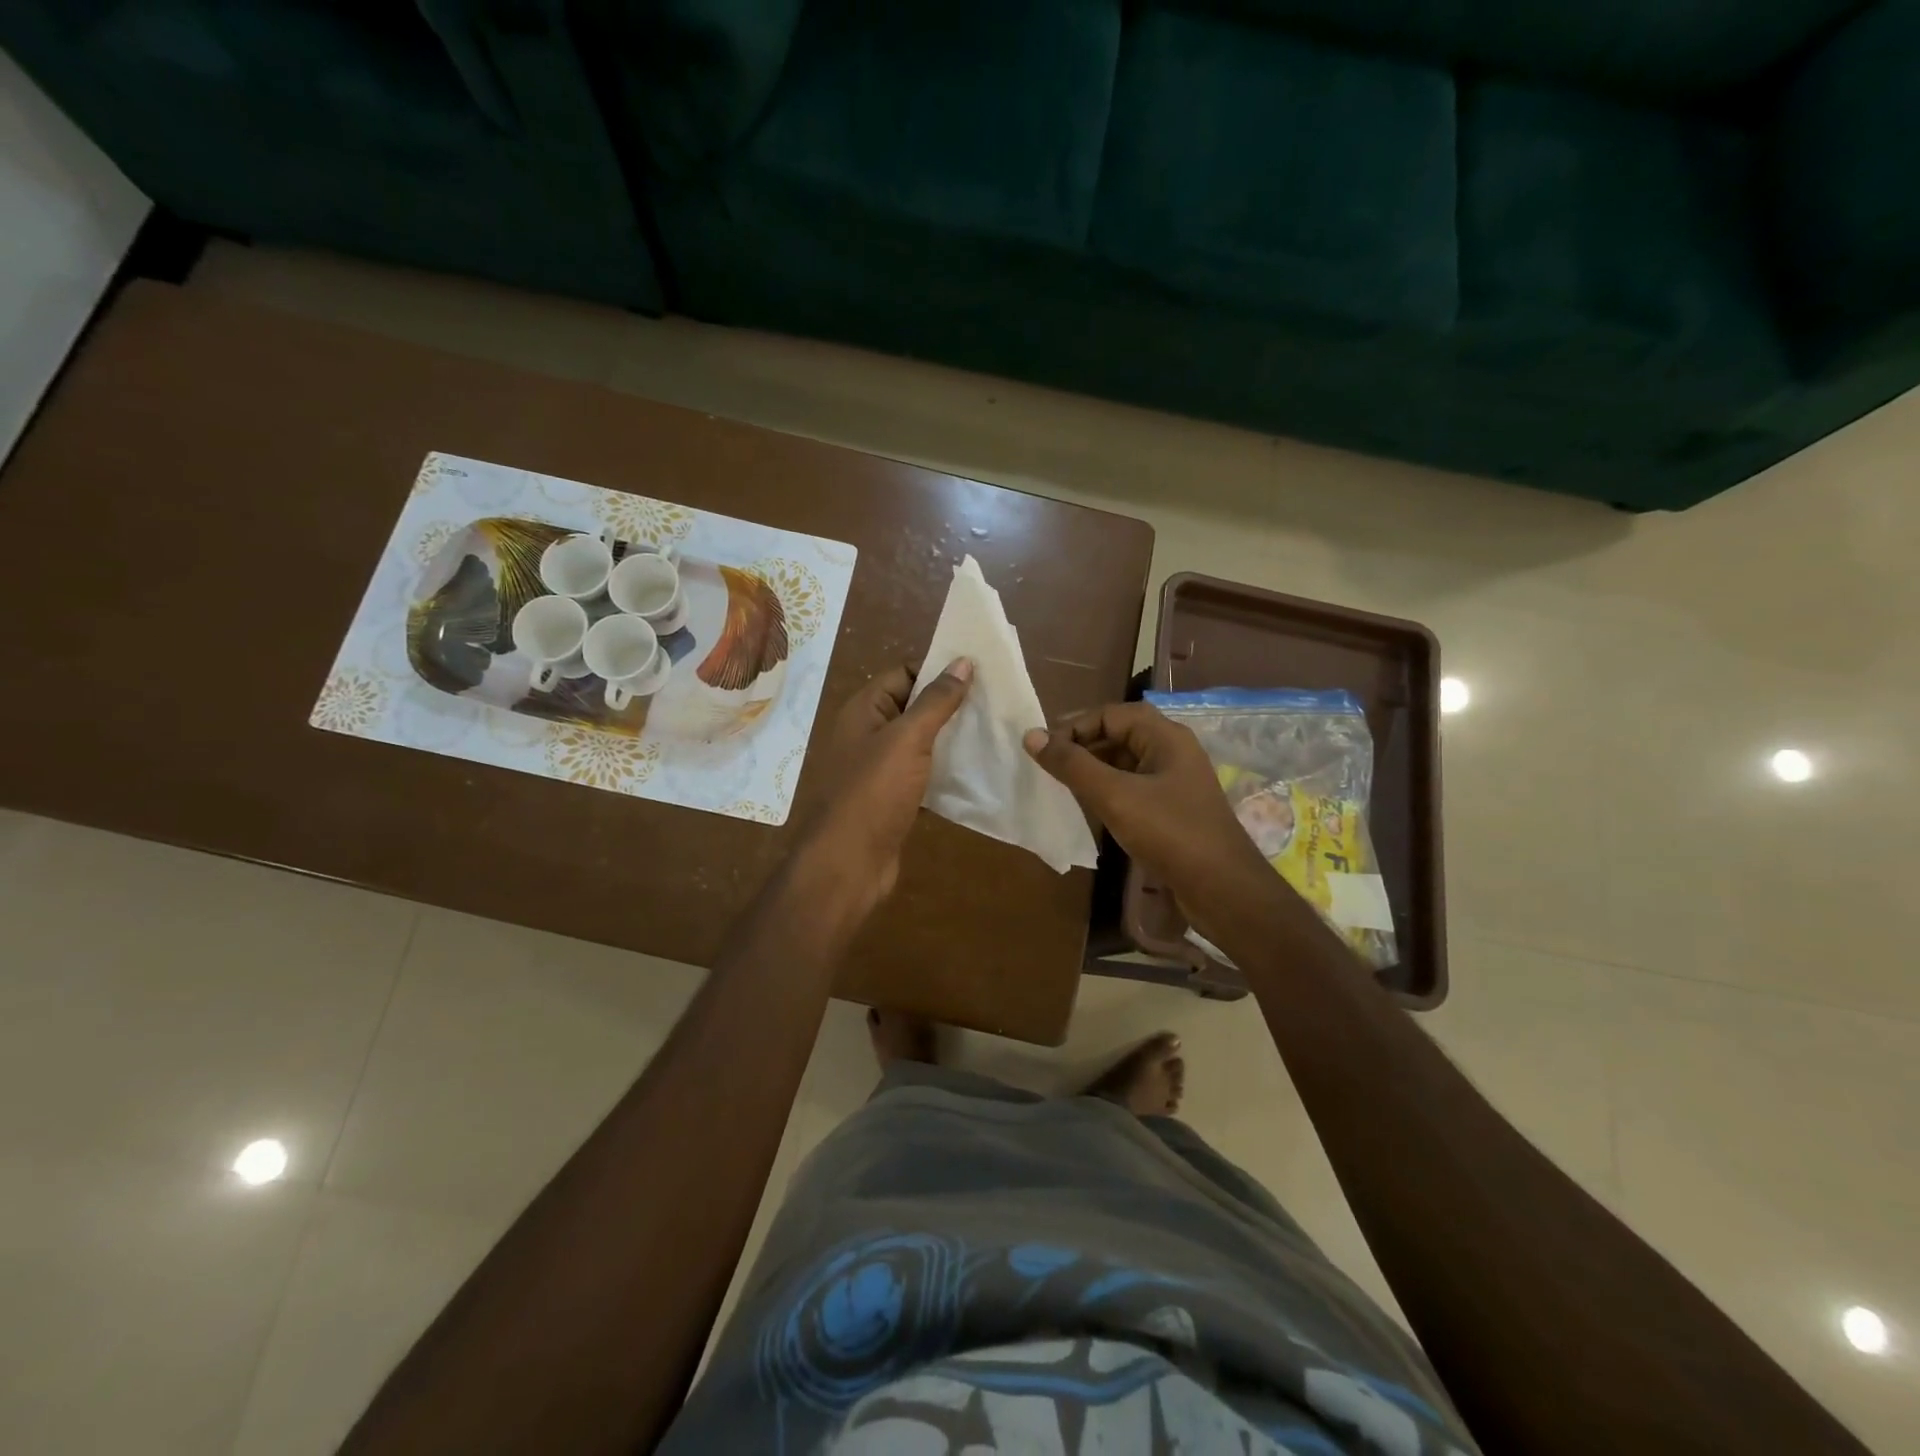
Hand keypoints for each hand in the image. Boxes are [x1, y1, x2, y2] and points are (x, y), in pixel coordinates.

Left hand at [799, 659, 972, 911]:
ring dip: (950, 739)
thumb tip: (962, 661)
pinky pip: (922, 774)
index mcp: (864, 710)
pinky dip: (944, 771)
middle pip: (913, 707)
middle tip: (993, 706)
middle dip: (949, 706)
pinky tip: (975, 772)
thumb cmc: (874, 792)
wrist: (849, 862)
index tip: (978, 676)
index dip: (937, 671)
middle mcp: (868, 733)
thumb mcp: (908, 738)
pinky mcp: (892, 798)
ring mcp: (879, 768)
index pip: (903, 673)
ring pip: (920, 743)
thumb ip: (936, 701)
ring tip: (991, 735)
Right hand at [1024, 703, 1268, 898]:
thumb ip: (1072, 765)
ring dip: (1092, 771)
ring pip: (1124, 764)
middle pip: (1118, 735)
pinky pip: (1132, 789)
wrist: (1223, 891)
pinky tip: (1088, 810)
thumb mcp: (1114, 796)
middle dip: (1081, 747)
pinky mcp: (1172, 811)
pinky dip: (1107, 793)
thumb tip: (1031, 735)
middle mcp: (1171, 752)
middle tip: (1046, 768)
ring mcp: (1174, 783)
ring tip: (1061, 787)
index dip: (1074, 726)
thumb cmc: (1170, 833)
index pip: (1110, 714)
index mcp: (1165, 737)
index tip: (1042, 749)